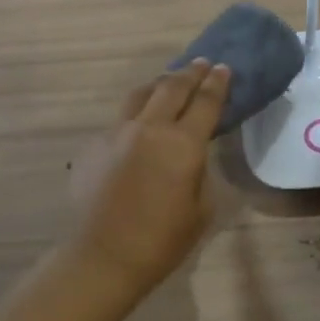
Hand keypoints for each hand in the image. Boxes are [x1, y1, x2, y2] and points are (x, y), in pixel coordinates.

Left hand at [70, 60, 230, 295]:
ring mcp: (117, 133)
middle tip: (202, 63)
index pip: (205, 102)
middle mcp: (150, 128)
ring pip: (141, 95)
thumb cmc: (162, 241)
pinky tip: (140, 126)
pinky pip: (121, 120)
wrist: (102, 256)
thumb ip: (200, 171)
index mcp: (182, 144)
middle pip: (172, 87)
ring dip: (160, 84)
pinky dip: (137, 114)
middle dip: (191, 73)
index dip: (218, 83)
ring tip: (169, 81)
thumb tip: (191, 154)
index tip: (224, 68)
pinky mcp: (95, 145)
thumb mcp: (201, 208)